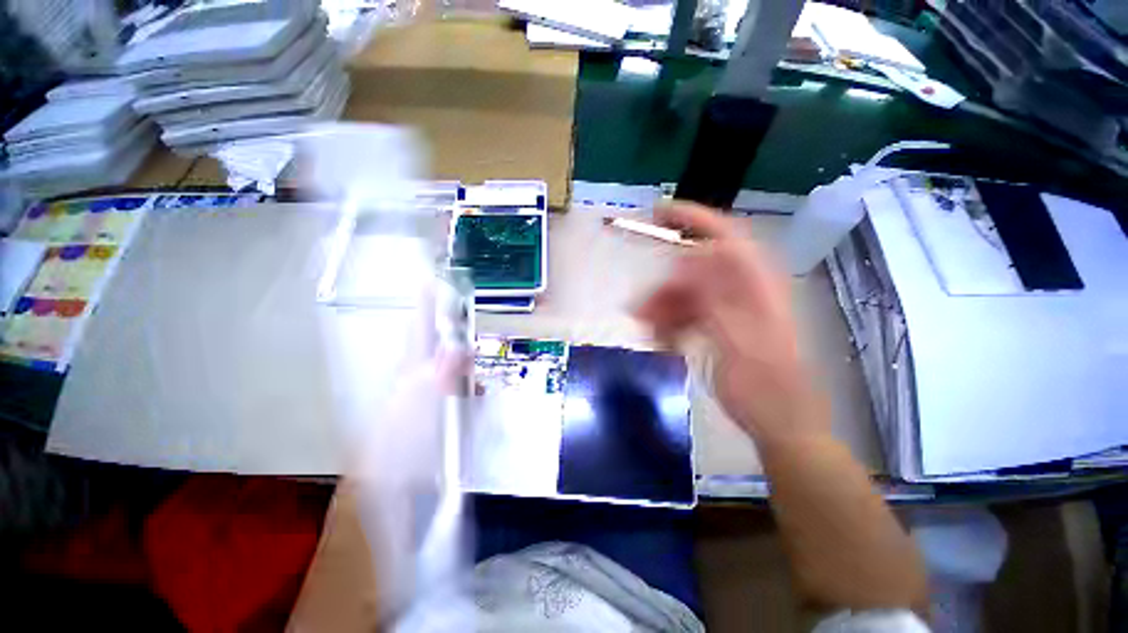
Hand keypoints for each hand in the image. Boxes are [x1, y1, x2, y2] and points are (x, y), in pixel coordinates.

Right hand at [635, 203, 828, 446]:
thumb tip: (687, 261)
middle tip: (639, 306)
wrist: (781, 424)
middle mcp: (744, 290)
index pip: (727, 235)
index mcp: (757, 286)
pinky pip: (689, 313)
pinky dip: (670, 322)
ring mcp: (731, 308)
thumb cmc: (765, 388)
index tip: (657, 213)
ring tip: (644, 329)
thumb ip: (715, 300)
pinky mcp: (721, 326)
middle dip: (664, 285)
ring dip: (662, 307)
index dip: (693, 218)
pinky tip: (660, 339)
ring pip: (687, 293)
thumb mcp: (738, 344)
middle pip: (696, 270)